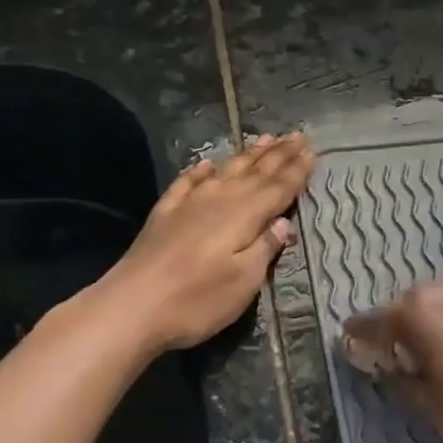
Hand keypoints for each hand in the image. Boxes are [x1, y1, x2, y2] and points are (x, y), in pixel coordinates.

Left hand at [102, 133, 314, 354]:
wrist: (131, 307)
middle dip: (279, 154)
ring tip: (265, 139)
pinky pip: (188, 182)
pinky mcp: (164, 214)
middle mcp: (219, 200)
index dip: (297, 170)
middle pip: (255, 173)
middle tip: (297, 135)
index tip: (311, 150)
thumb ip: (265, 248)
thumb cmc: (197, 300)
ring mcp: (188, 204)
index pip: (278, 188)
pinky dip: (201, 171)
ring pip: (226, 171)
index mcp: (244, 216)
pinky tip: (208, 164)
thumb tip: (283, 223)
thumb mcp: (244, 282)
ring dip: (248, 156)